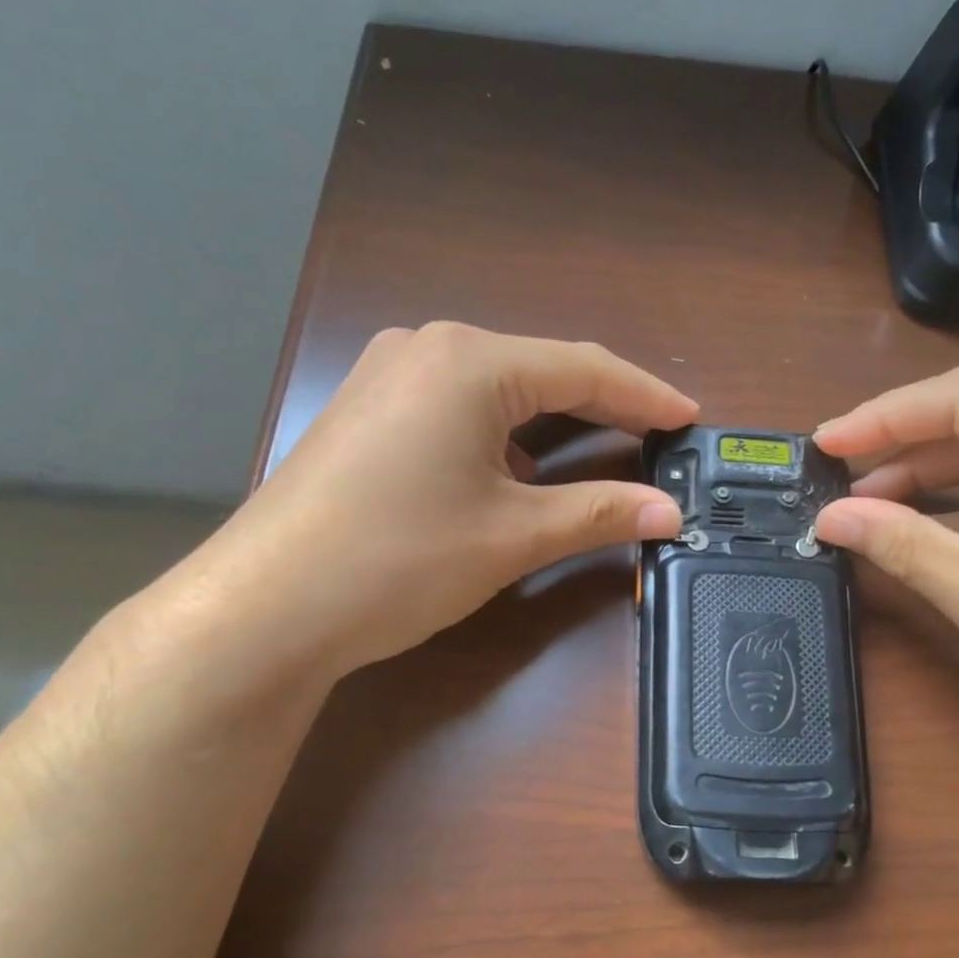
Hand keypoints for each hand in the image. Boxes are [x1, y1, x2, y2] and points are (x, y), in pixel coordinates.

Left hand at [178, 323, 694, 691]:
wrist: (267, 607)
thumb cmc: (399, 560)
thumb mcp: (512, 536)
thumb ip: (598, 514)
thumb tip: (669, 513)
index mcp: (469, 362)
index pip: (583, 369)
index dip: (645, 396)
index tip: (690, 419)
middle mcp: (426, 350)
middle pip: (539, 372)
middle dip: (601, 408)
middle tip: (654, 440)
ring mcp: (386, 378)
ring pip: (496, 392)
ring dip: (550, 425)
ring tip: (597, 457)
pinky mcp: (366, 414)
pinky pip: (456, 410)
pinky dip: (501, 437)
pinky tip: (514, 474)